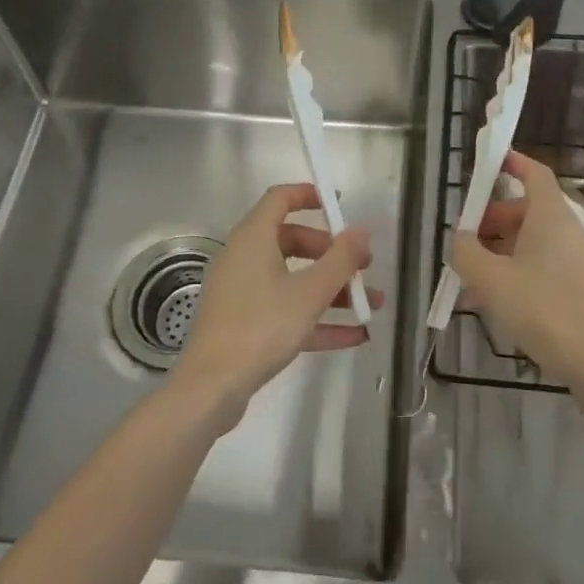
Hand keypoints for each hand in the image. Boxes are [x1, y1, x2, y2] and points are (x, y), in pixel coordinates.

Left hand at [172, 183, 381, 429]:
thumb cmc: (261, 327)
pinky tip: (355, 335)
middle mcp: (244, 258)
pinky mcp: (245, 324)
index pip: (280, 198)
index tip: (340, 205)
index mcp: (253, 238)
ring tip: (372, 304)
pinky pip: (286, 310)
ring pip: (293, 279)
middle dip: (331, 252)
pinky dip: (317, 318)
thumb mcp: (309, 292)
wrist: (212, 388)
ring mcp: (243, 292)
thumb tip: (360, 230)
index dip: (310, 195)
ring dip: (332, 289)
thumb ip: (340, 260)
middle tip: (363, 265)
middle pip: (292, 240)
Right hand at [450, 150, 583, 392]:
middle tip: (468, 244)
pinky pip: (547, 267)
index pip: (535, 174)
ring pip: (535, 243)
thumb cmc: (543, 310)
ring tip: (475, 283)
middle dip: (494, 221)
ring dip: (503, 253)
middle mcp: (570, 231)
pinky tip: (500, 304)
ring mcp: (582, 260)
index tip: (491, 164)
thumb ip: (466, 252)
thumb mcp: (490, 280)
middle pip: (528, 211)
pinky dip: (521, 272)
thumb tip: (461, 238)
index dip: (513, 164)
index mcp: (551, 217)